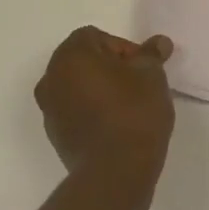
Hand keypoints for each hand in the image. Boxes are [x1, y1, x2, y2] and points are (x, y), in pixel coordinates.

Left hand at [35, 26, 175, 188]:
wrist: (115, 172)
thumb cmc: (133, 112)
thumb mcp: (151, 75)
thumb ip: (151, 55)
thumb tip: (159, 43)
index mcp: (70, 55)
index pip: (97, 37)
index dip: (124, 48)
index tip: (143, 68)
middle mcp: (52, 78)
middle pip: (84, 61)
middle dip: (111, 68)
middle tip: (139, 84)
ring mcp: (50, 109)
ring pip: (78, 87)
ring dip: (100, 90)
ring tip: (130, 107)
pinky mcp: (55, 136)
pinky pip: (75, 112)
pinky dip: (92, 112)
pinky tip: (117, 126)